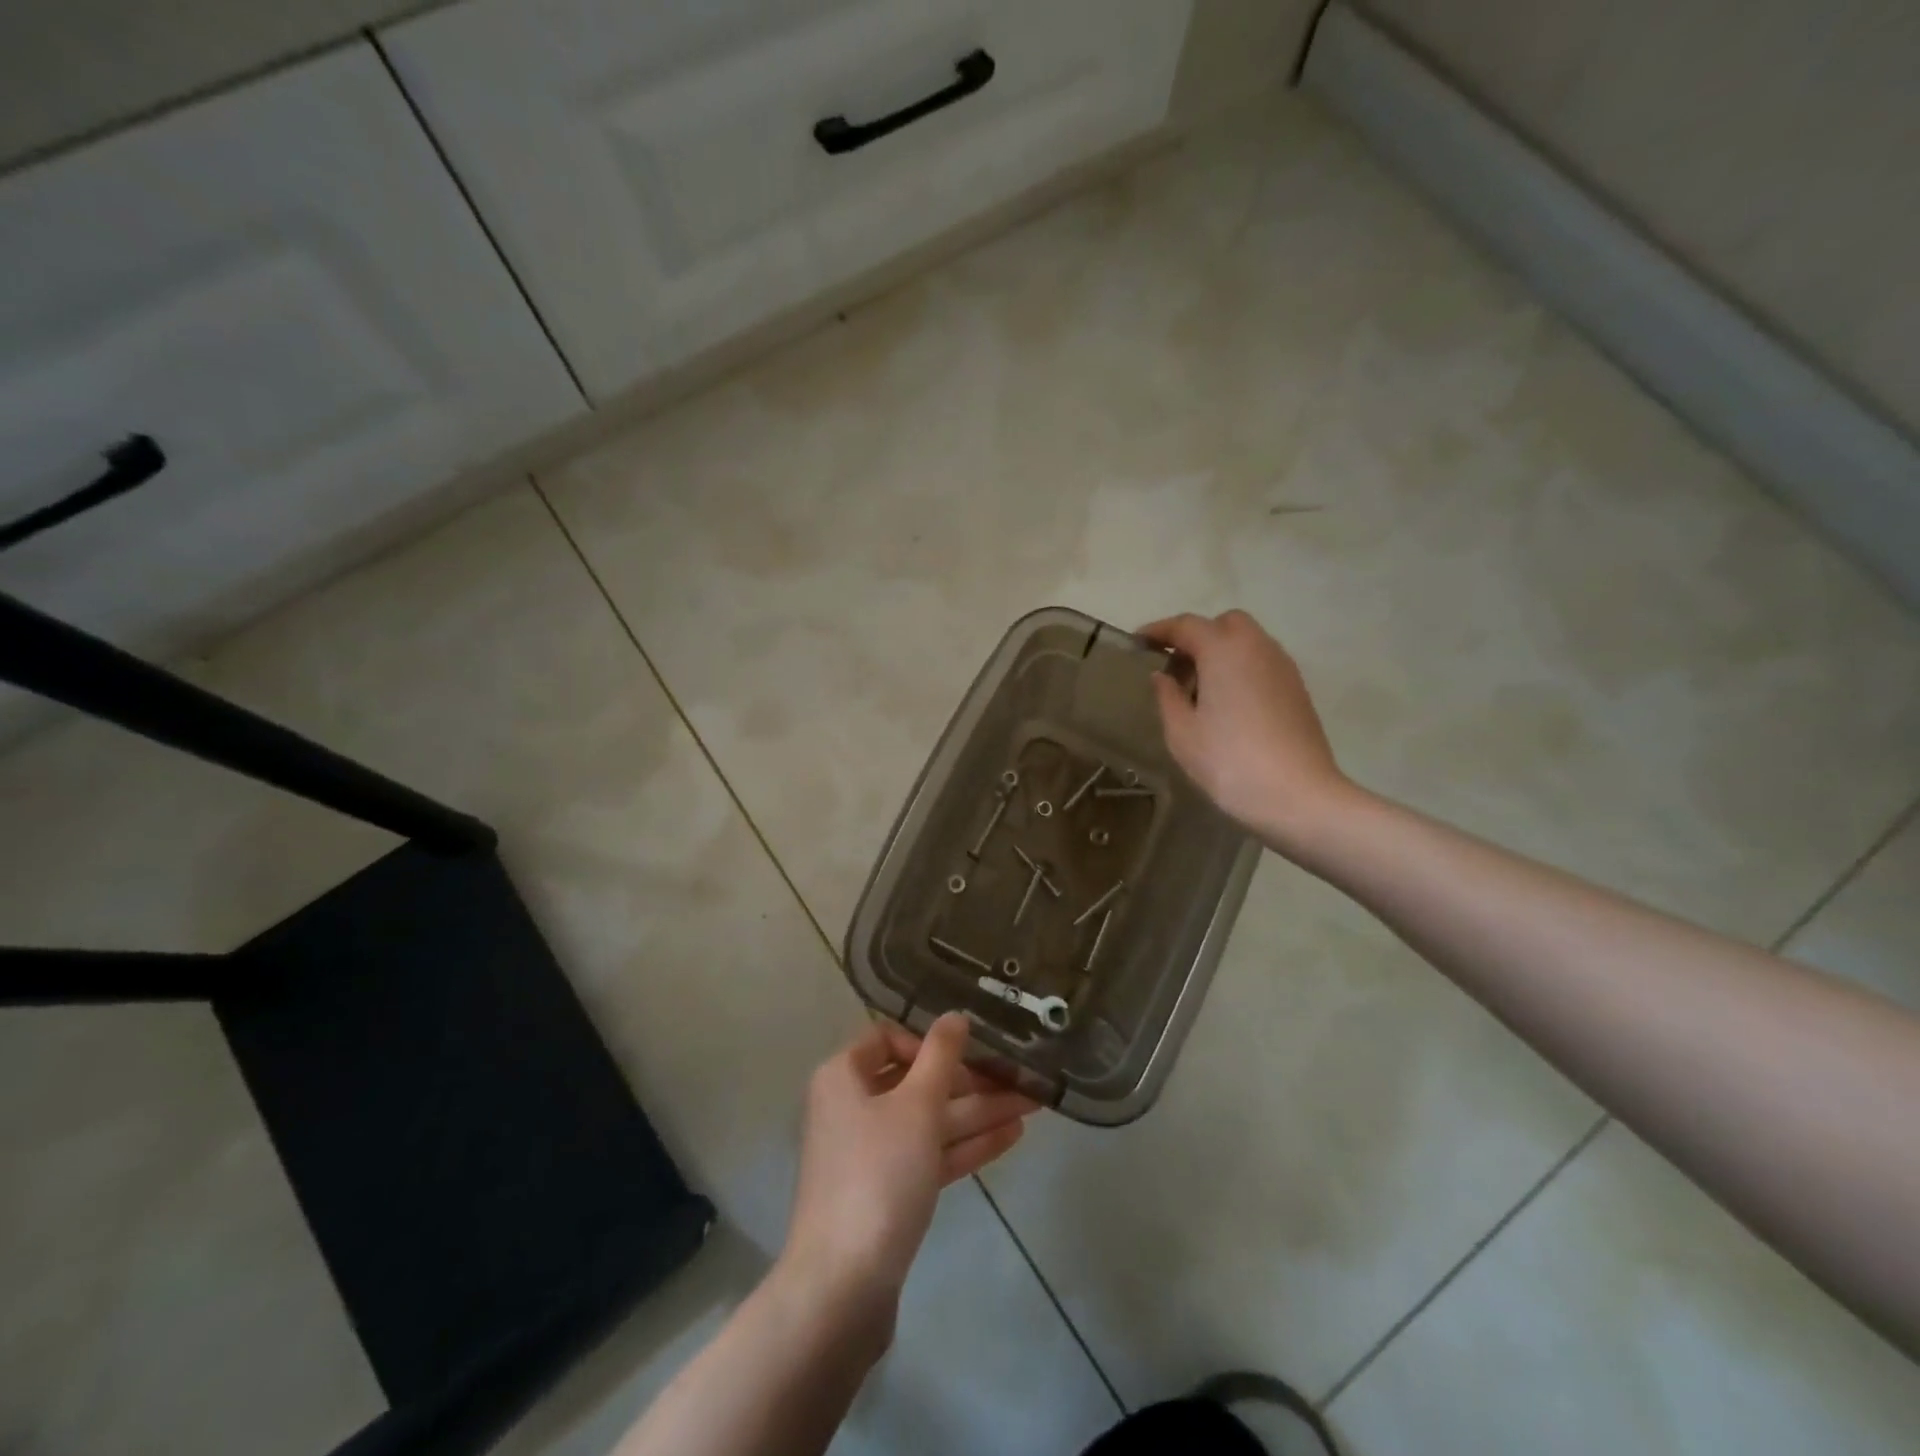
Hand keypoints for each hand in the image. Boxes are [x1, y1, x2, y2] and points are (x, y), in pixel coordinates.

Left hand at [778, 1014, 1036, 1339]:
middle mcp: (852, 1108)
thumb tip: (955, 1016)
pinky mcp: (889, 1193)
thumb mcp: (916, 1105)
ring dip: (979, 1112)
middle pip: (917, 1082)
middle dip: (971, 1081)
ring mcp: (871, 1154)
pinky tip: (1012, 1135)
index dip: (927, 1042)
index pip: (886, 1038)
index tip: (965, 1054)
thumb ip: (940, 1056)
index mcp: (843, 1076)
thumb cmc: (877, 1175)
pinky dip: (967, 1146)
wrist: (843, 1287)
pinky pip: (931, 1155)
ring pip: (930, 1121)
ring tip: (1033, 1104)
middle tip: (1021, 1078)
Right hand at [1139, 609, 1356, 848]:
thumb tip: (1163, 676)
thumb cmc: (1229, 761)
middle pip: (1224, 624)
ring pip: (1247, 642)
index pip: (1186, 625)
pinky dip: (1240, 669)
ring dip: (1220, 653)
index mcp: (1223, 650)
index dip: (1159, 631)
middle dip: (1196, 636)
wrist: (1297, 795)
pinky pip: (1261, 663)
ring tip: (1198, 689)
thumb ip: (1167, 697)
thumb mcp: (1182, 733)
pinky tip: (1227, 704)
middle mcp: (1256, 647)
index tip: (1138, 642)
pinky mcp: (1297, 689)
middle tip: (1174, 666)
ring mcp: (1282, 667)